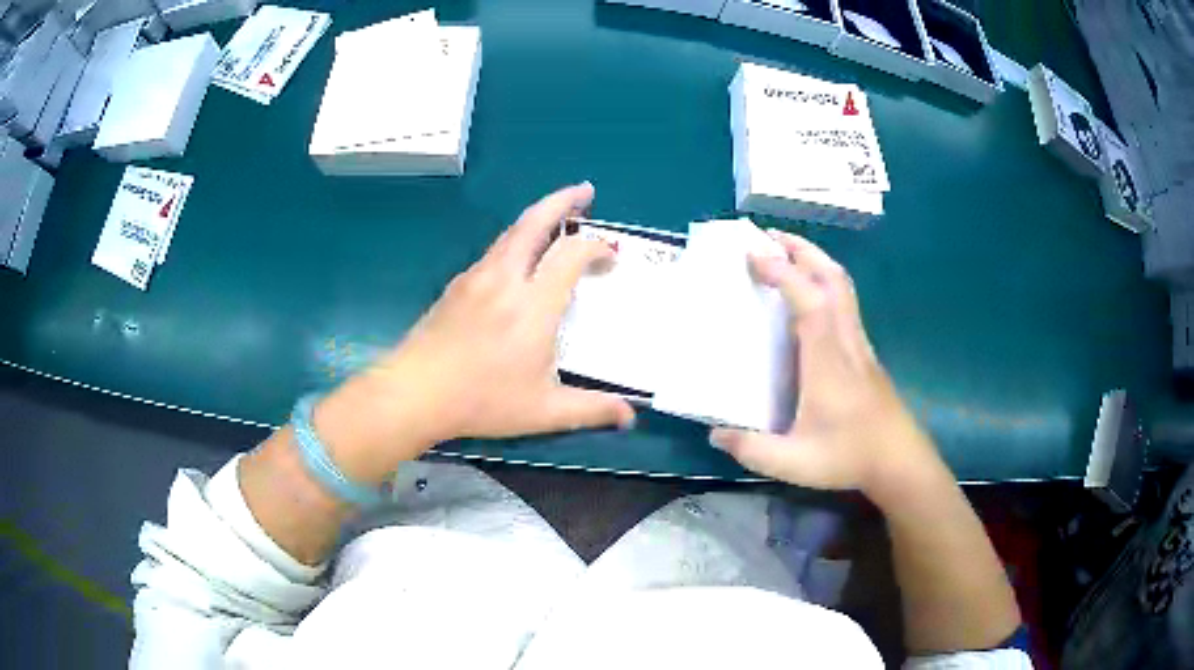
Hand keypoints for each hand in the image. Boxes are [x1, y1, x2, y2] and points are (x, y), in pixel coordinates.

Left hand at [314, 183, 634, 481]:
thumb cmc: (482, 401)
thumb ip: (591, 409)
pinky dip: (516, 241)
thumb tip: (629, 416)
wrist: (416, 392)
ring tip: (556, 218)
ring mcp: (476, 278)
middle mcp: (506, 279)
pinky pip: (494, 251)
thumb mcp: (543, 411)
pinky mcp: (456, 286)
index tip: (610, 259)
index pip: (572, 255)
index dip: (597, 248)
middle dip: (563, 200)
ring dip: (538, 218)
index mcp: (533, 305)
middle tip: (585, 190)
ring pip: (511, 233)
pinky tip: (518, 260)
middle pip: (535, 222)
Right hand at [710, 231, 939, 494]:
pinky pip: (845, 302)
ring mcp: (859, 344)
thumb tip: (715, 432)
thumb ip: (752, 449)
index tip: (752, 253)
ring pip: (842, 286)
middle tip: (768, 236)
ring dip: (815, 260)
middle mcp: (846, 341)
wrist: (899, 460)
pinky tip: (808, 294)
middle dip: (801, 249)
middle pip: (832, 278)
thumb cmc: (849, 456)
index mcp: (827, 360)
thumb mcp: (793, 462)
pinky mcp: (864, 352)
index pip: (810, 300)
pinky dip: (824, 281)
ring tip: (785, 253)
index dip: (783, 272)